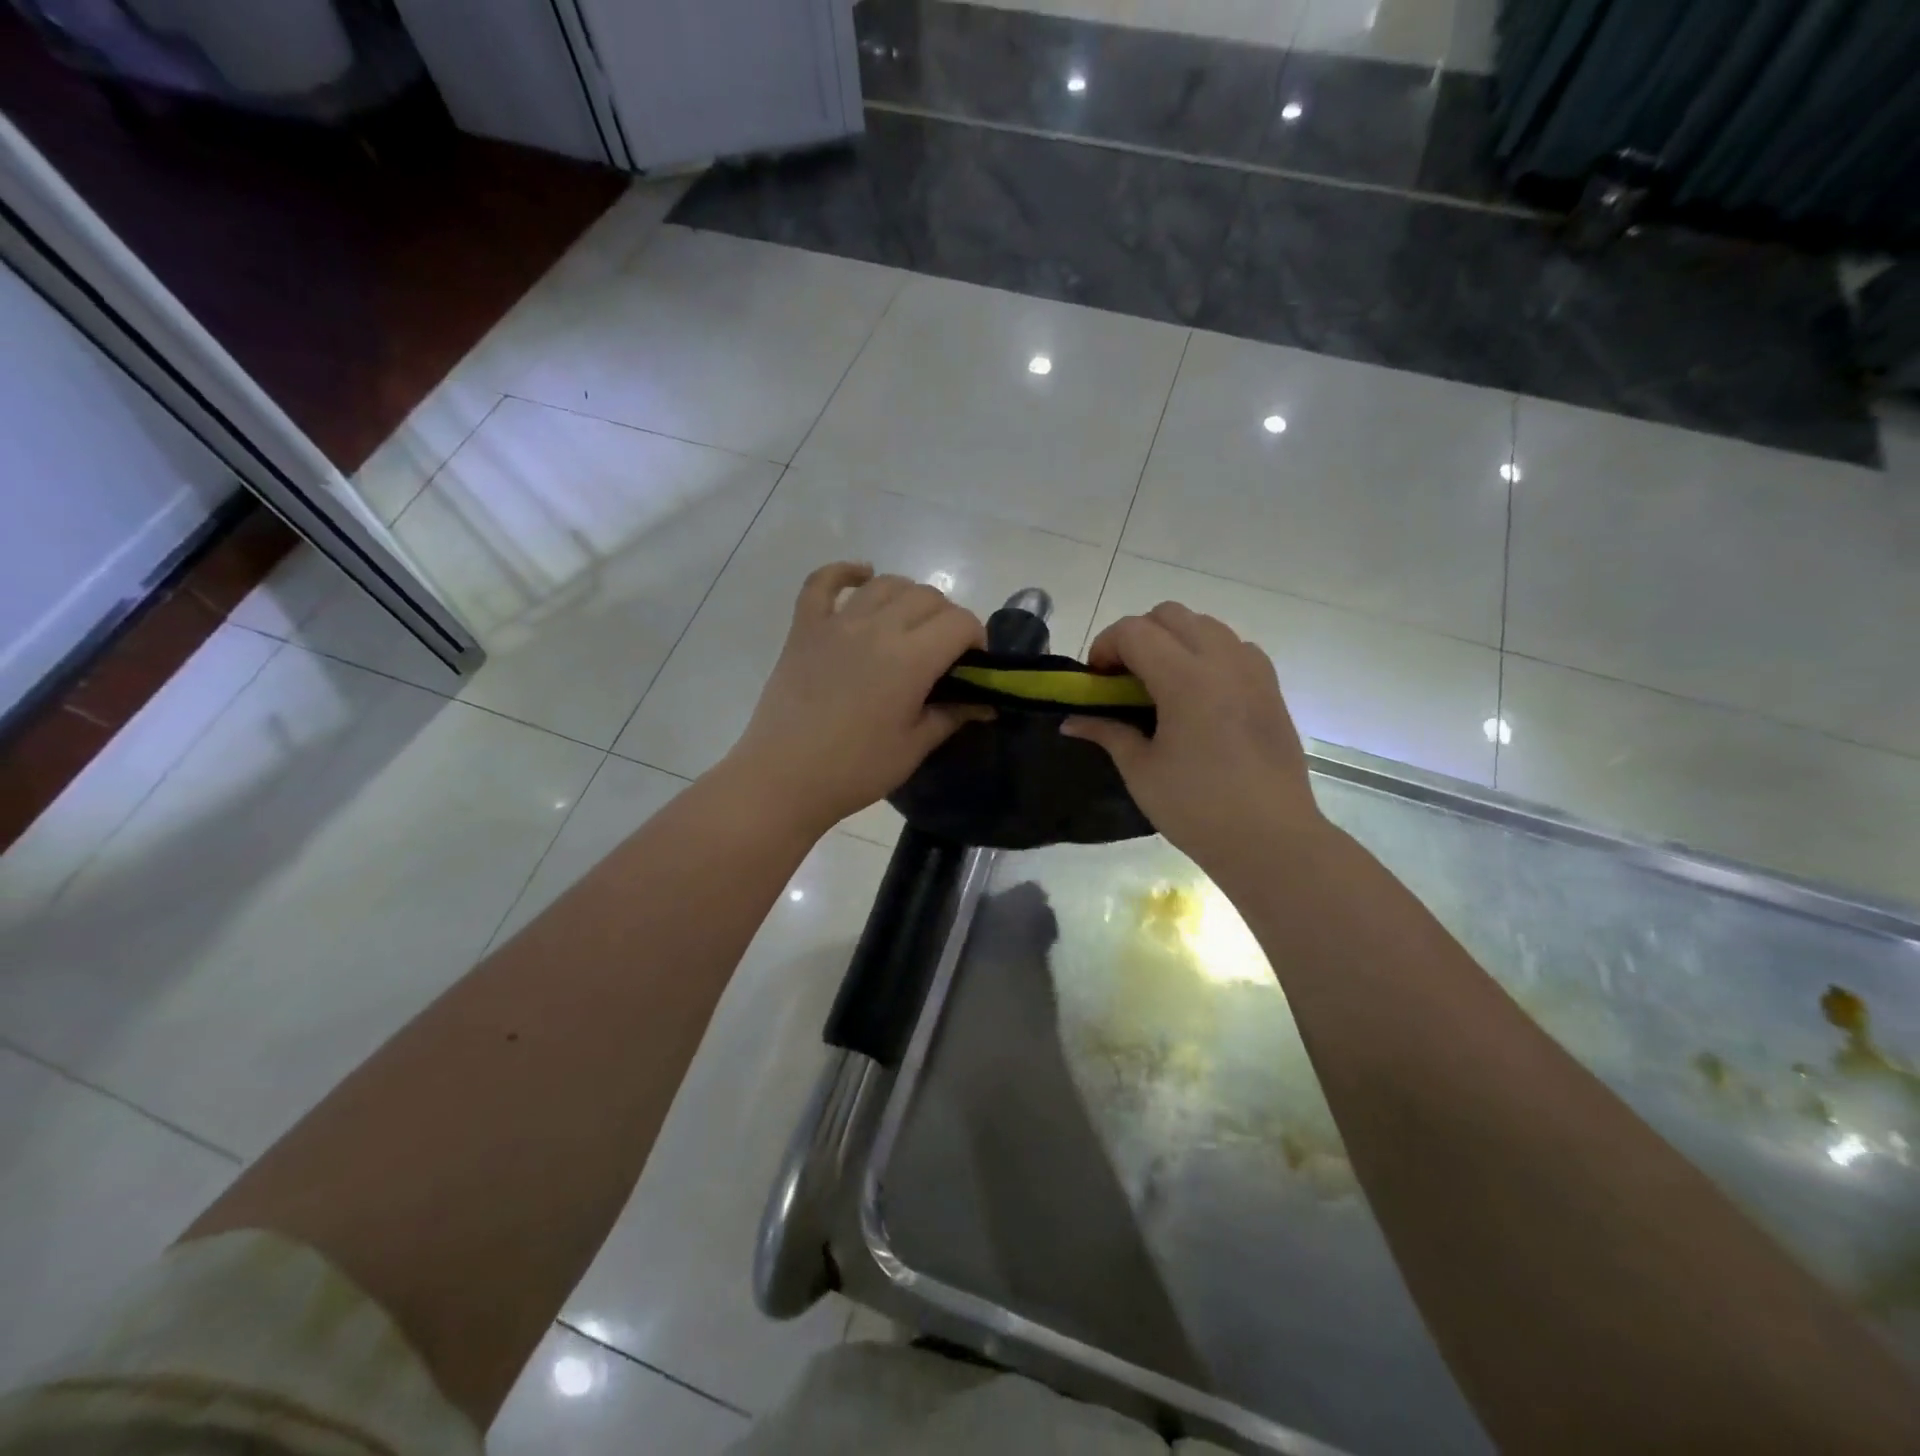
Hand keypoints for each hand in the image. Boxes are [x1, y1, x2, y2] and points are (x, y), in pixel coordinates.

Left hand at [723, 562, 985, 836]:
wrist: (784, 778)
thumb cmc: (856, 769)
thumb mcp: (914, 747)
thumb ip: (952, 715)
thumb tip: (985, 703)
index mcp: (910, 658)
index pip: (960, 622)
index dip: (977, 638)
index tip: (974, 664)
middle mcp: (877, 627)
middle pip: (927, 597)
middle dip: (947, 618)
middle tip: (944, 652)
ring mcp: (837, 622)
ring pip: (885, 584)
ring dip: (908, 596)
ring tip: (910, 624)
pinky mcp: (805, 627)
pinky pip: (823, 582)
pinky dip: (845, 572)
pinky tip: (862, 575)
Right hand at [1062, 603, 1326, 882]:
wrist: (1271, 839)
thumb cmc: (1198, 808)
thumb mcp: (1141, 771)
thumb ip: (1107, 733)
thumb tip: (1071, 721)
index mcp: (1186, 679)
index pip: (1134, 631)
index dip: (1105, 646)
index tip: (1096, 680)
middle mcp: (1222, 661)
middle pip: (1170, 615)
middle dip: (1137, 635)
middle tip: (1123, 677)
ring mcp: (1253, 671)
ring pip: (1205, 624)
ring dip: (1174, 639)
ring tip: (1161, 682)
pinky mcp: (1271, 687)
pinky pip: (1234, 646)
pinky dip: (1208, 653)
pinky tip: (1200, 693)